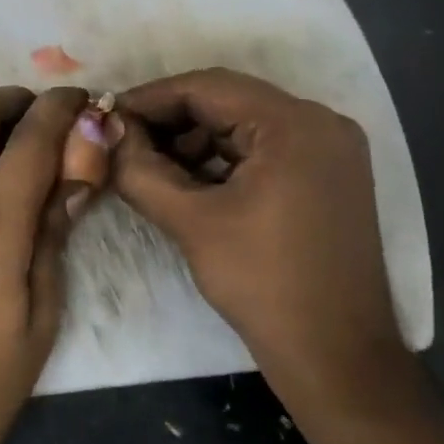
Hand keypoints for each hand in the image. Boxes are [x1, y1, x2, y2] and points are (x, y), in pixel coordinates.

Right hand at [112, 69, 412, 424]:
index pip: (208, 87)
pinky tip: (187, 181)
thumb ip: (140, 170)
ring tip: (149, 165)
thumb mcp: (191, 223)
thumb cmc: (263, 284)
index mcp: (294, 124)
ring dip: (194, 141)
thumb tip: (107, 134)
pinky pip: (265, 151)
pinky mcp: (328, 177)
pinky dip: (223, 160)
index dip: (151, 97)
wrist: (336, 355)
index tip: (107, 114)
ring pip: (245, 126)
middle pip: (228, 102)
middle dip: (171, 121)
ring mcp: (330, 150)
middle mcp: (320, 123)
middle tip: (123, 141)